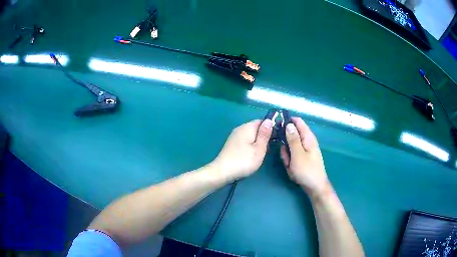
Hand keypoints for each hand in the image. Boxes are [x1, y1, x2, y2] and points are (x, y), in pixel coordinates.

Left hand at [211, 119, 273, 181]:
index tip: (275, 139)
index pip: (261, 121)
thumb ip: (264, 134)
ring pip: (250, 135)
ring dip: (256, 142)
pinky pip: (244, 141)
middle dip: (263, 136)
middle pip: (255, 128)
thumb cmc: (244, 161)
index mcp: (247, 127)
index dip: (269, 128)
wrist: (223, 171)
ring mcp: (234, 136)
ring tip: (260, 154)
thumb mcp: (259, 148)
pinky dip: (249, 146)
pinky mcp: (231, 144)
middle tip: (267, 149)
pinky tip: (250, 155)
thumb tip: (269, 120)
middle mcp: (239, 129)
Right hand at [280, 117, 329, 197]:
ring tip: (290, 165)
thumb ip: (293, 139)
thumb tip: (289, 124)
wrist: (314, 187)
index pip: (297, 121)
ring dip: (287, 156)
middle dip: (285, 145)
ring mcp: (303, 151)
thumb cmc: (307, 170)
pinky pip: (291, 156)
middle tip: (285, 155)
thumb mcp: (297, 154)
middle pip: (291, 136)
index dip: (287, 121)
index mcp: (307, 137)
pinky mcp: (301, 159)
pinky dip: (290, 162)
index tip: (276, 126)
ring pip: (289, 148)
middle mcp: (306, 142)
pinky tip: (292, 170)